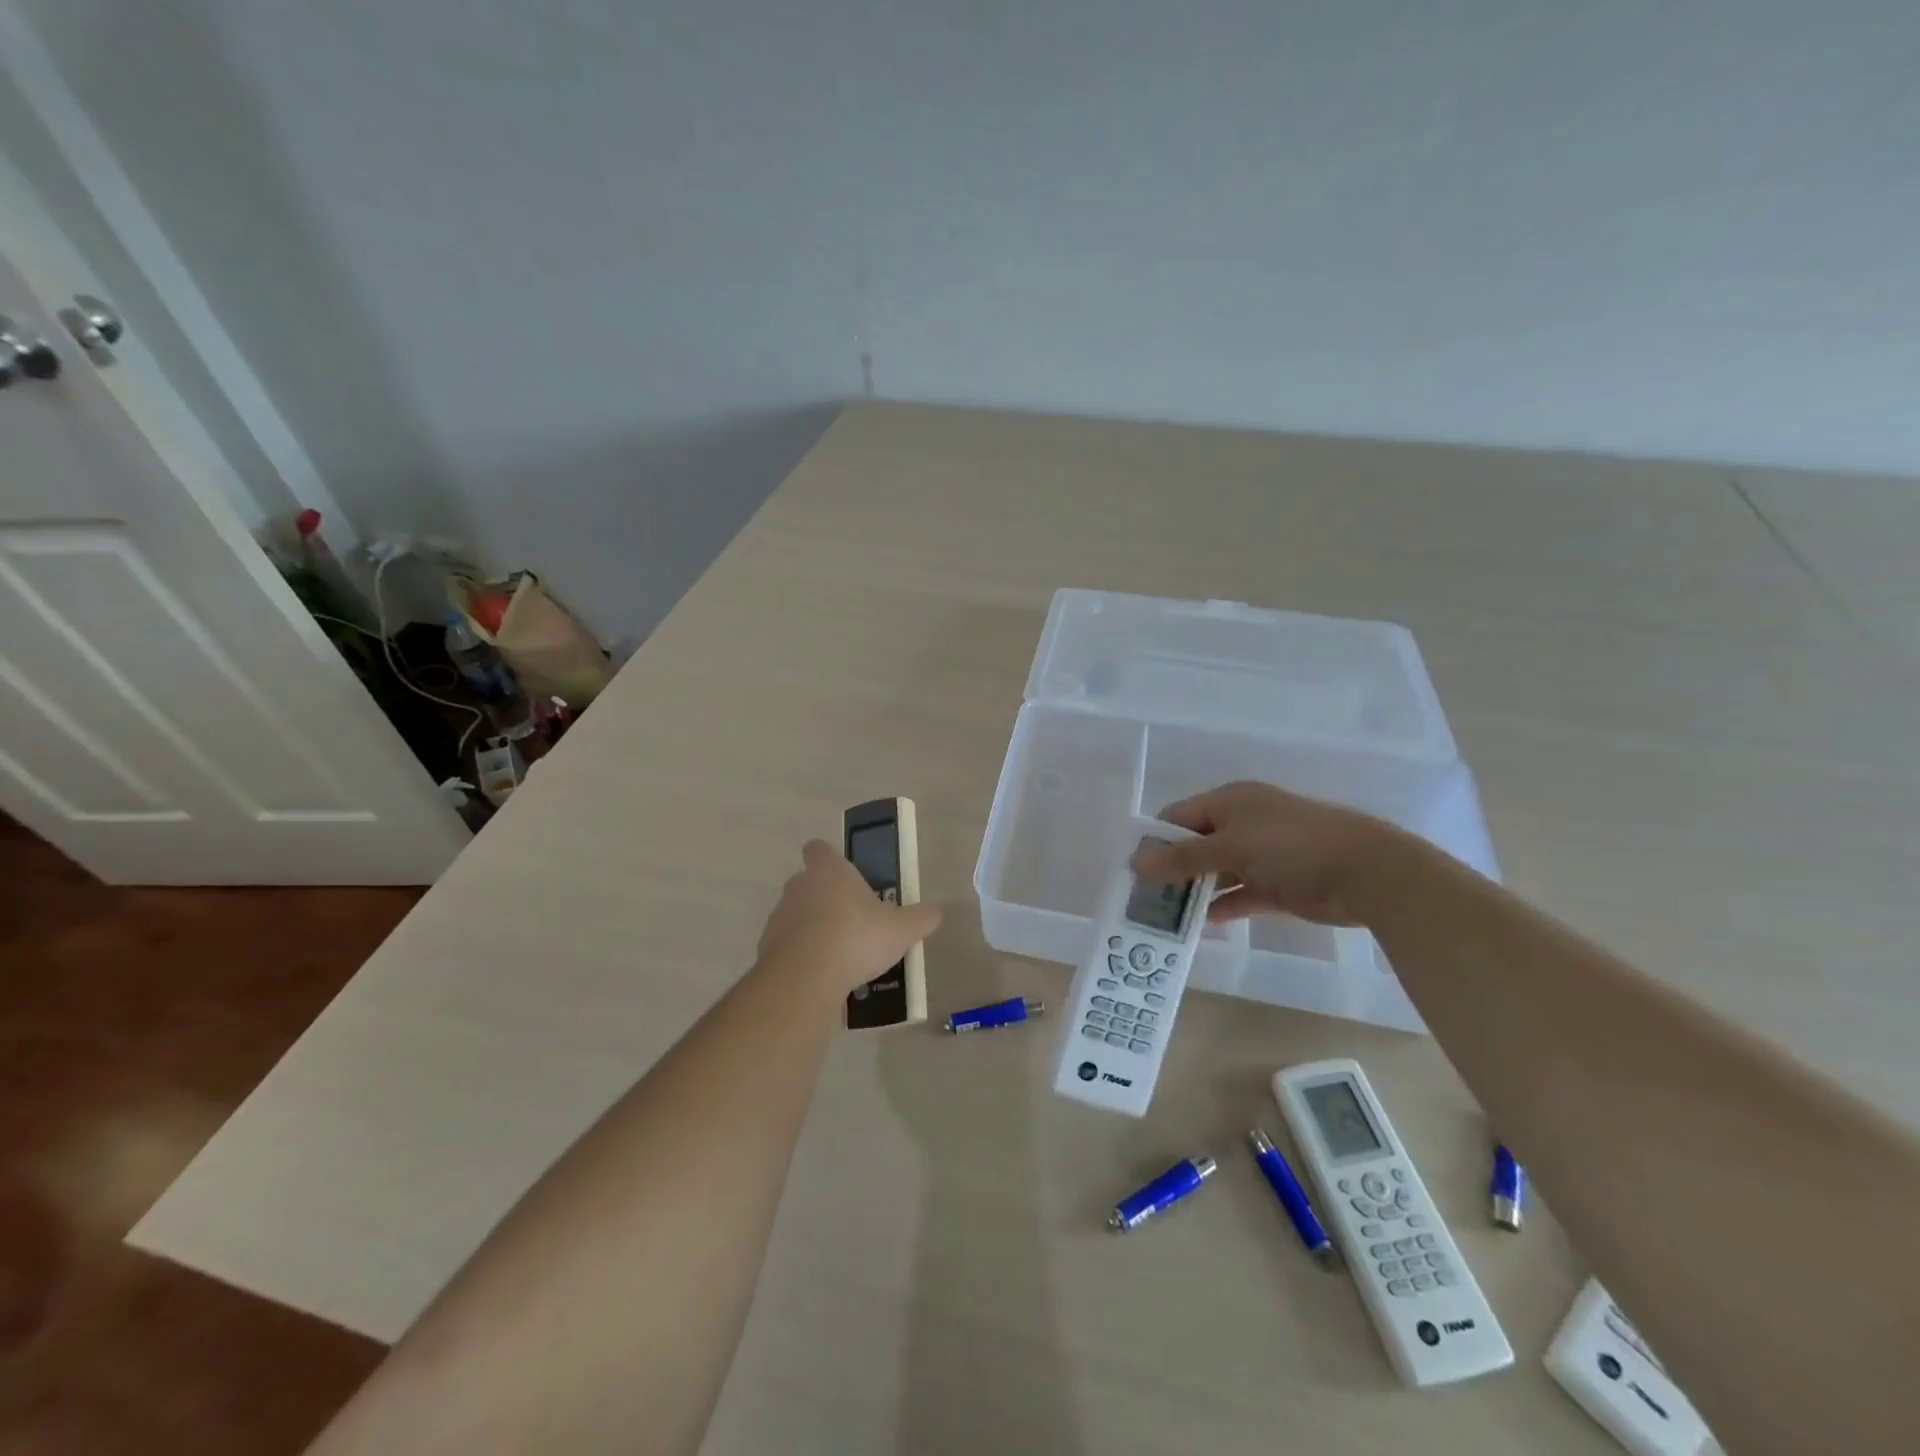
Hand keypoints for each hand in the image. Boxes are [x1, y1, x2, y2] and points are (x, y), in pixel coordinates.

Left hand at [757, 840, 941, 992]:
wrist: (804, 980)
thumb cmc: (855, 939)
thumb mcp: (900, 931)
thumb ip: (919, 919)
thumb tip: (935, 913)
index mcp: (829, 871)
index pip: (819, 848)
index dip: (829, 857)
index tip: (844, 874)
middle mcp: (799, 886)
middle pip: (809, 882)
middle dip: (827, 897)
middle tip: (853, 919)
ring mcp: (779, 917)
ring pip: (797, 914)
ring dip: (813, 927)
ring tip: (840, 953)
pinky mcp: (766, 948)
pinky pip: (787, 945)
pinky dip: (801, 955)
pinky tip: (822, 975)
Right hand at [1131, 781, 1399, 926]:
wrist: (1366, 872)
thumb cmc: (1291, 846)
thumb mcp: (1230, 847)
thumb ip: (1183, 857)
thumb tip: (1136, 862)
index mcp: (1230, 801)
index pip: (1178, 816)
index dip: (1155, 839)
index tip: (1133, 869)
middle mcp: (1243, 824)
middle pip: (1195, 845)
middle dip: (1171, 869)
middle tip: (1144, 898)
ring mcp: (1262, 855)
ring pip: (1217, 873)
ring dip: (1195, 892)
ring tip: (1164, 917)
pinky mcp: (1278, 885)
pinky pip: (1241, 895)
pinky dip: (1223, 907)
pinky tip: (1201, 925)